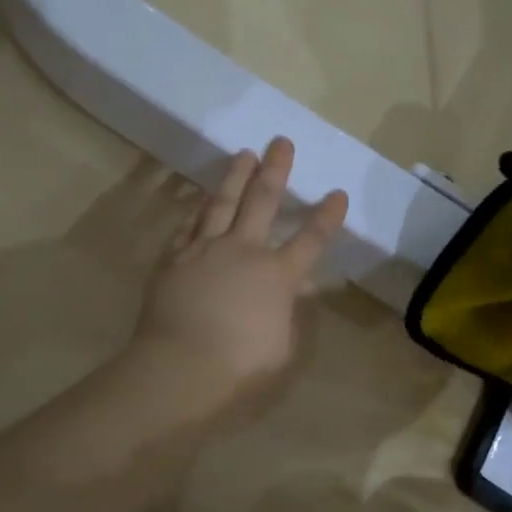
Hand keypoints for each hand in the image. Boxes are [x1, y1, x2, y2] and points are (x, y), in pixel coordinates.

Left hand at [131, 137, 348, 409]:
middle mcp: (244, 251)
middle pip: (262, 201)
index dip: (327, 216)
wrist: (179, 370)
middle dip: (276, 169)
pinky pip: (189, 225)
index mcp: (278, 276)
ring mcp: (205, 250)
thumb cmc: (239, 368)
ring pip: (222, 203)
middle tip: (281, 142)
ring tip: (244, 153)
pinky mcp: (174, 259)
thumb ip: (288, 313)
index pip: (311, 239)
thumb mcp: (282, 347)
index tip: (338, 192)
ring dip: (235, 176)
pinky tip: (201, 199)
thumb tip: (291, 291)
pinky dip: (198, 209)